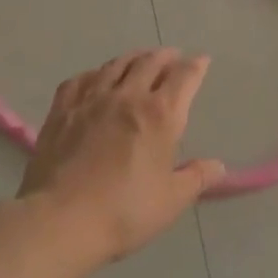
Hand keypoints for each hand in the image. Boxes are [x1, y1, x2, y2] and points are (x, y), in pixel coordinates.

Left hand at [19, 49, 225, 268]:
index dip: (196, 66)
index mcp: (161, 114)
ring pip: (117, 64)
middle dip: (166, 56)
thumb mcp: (171, 200)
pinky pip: (81, 79)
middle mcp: (129, 96)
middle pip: (151, 62)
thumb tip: (218, 166)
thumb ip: (197, 178)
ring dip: (134, 57)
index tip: (202, 61)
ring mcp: (92, 99)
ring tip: (140, 59)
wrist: (59, 221)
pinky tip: (95, 78)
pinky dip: (95, 73)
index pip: (185, 76)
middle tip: (173, 56)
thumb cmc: (123, 212)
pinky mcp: (62, 110)